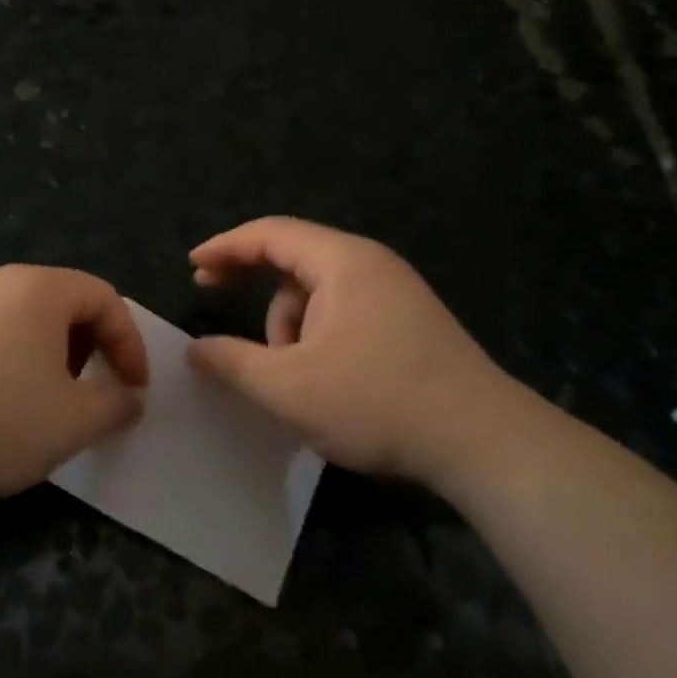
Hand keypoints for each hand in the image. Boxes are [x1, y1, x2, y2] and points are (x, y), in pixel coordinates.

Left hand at [0, 265, 148, 503]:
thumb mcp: (73, 421)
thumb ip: (117, 405)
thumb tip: (130, 398)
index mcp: (40, 288)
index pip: (104, 297)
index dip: (129, 343)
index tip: (134, 389)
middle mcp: (0, 283)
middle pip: (66, 304)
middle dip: (93, 349)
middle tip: (94, 393)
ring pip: (29, 322)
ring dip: (55, 358)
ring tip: (51, 404)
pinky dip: (17, 362)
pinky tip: (4, 406)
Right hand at [187, 217, 523, 489]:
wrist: (484, 444)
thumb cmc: (377, 403)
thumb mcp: (288, 387)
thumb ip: (232, 362)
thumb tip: (195, 348)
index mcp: (342, 262)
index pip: (270, 234)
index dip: (225, 246)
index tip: (192, 265)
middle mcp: (371, 265)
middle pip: (293, 261)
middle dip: (253, 286)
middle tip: (213, 297)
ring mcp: (396, 294)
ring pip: (318, 295)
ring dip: (289, 326)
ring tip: (292, 377)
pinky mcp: (409, 323)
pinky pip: (344, 314)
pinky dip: (317, 338)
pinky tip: (322, 381)